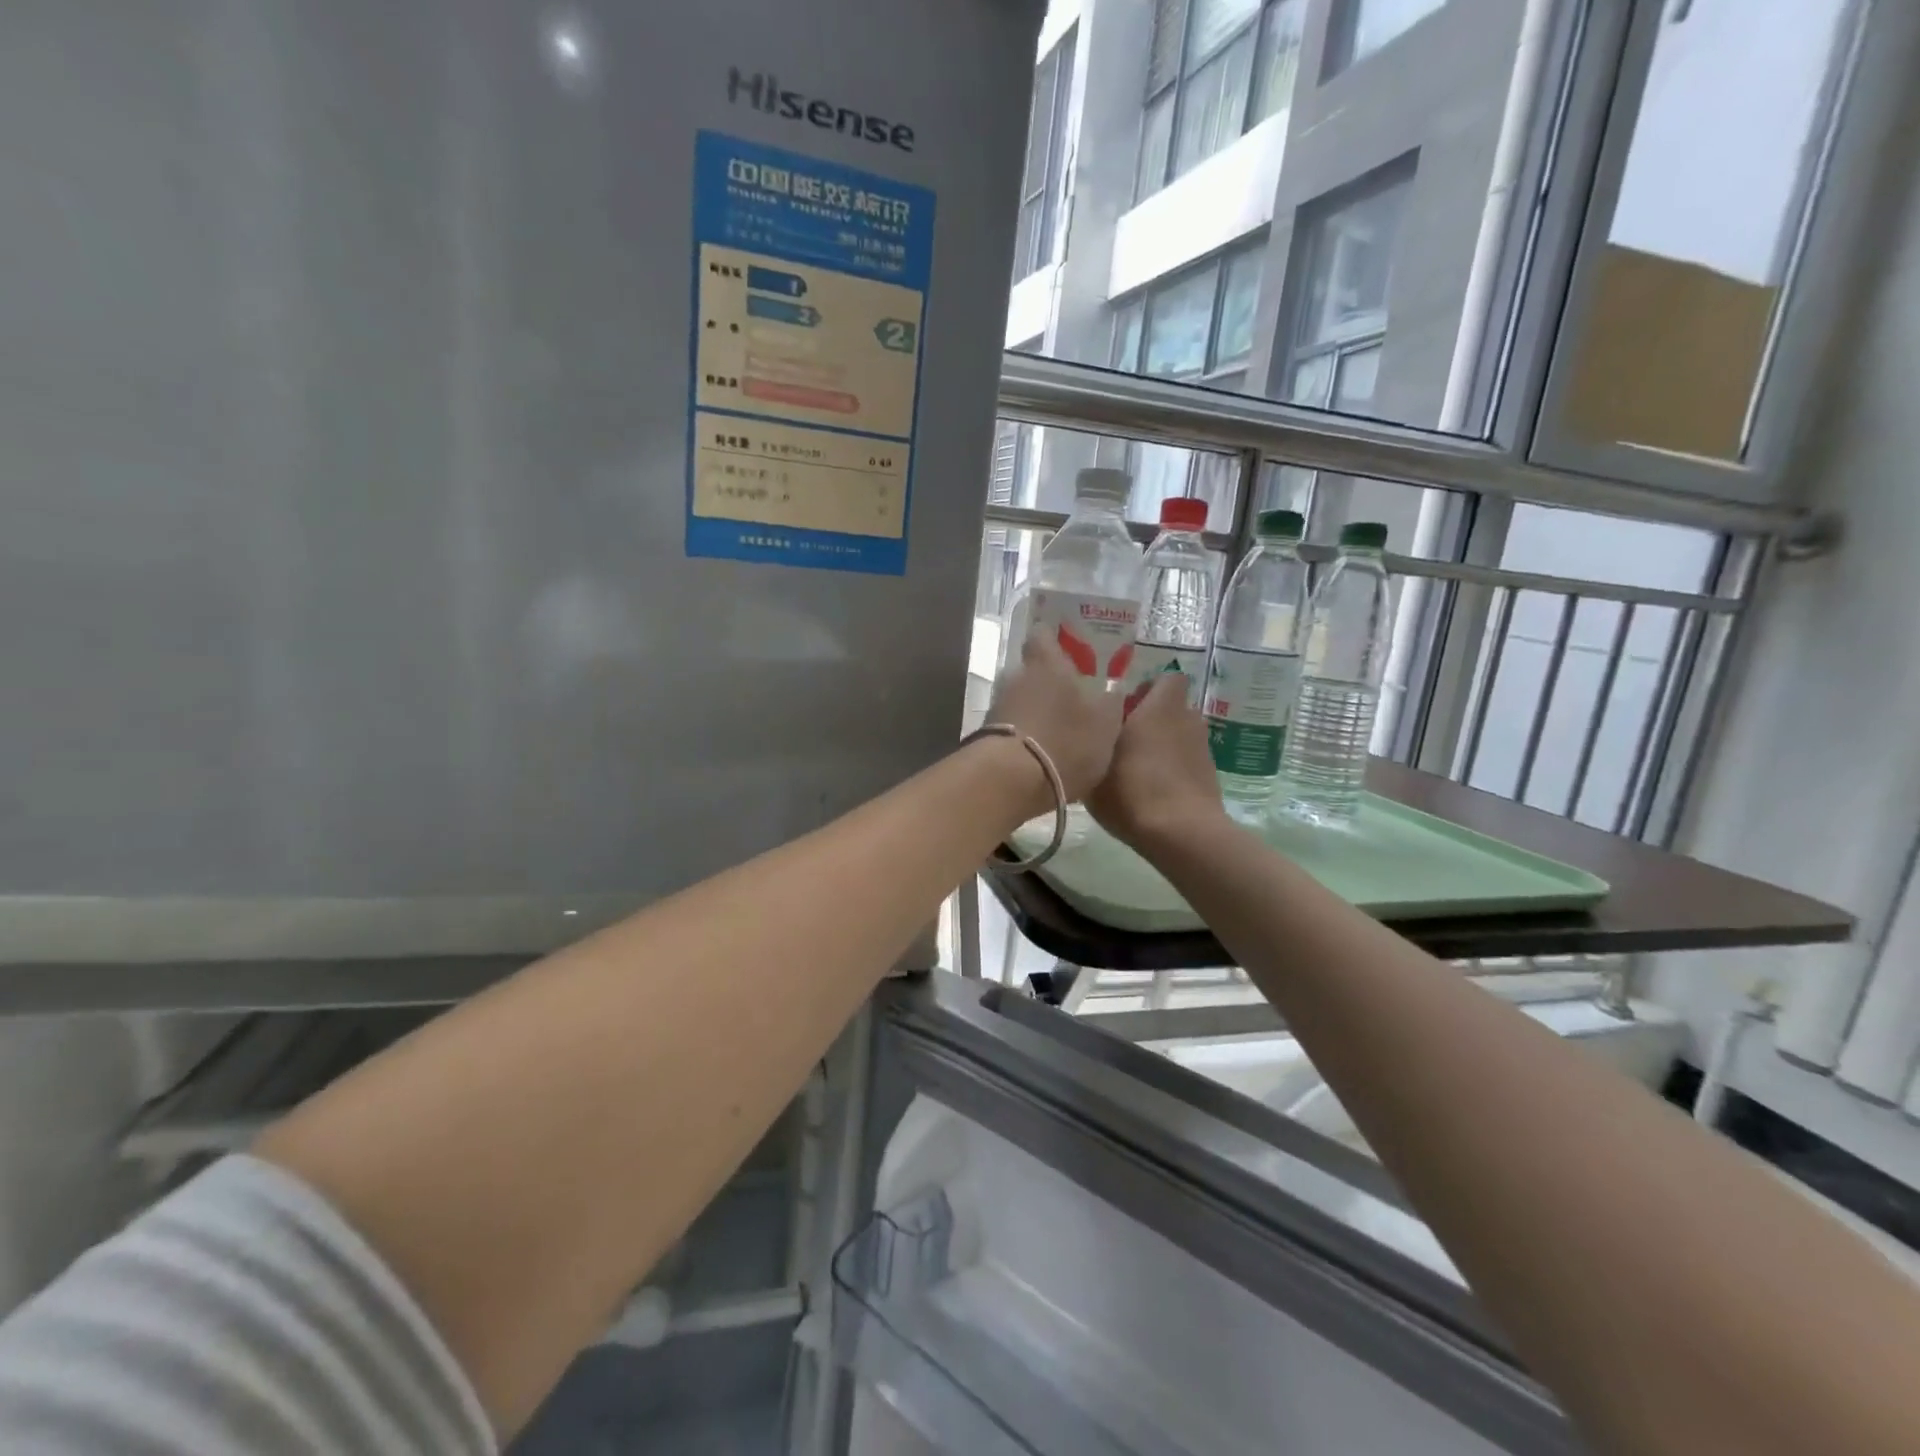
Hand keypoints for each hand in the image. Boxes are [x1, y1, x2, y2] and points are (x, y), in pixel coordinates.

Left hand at [986, 634, 1124, 802]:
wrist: (1010, 782)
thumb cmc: (1065, 741)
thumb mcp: (1105, 723)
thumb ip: (1111, 702)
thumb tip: (1114, 688)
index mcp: (1046, 664)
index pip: (1043, 634)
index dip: (1054, 638)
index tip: (1068, 646)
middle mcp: (1015, 678)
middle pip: (1031, 670)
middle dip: (1049, 681)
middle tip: (1072, 696)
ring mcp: (996, 707)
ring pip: (1020, 700)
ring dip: (1036, 711)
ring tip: (1058, 730)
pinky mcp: (986, 737)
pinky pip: (1011, 727)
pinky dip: (1025, 735)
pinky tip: (1041, 754)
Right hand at [1087, 673, 1227, 850]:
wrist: (1182, 834)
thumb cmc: (1132, 791)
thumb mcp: (1093, 768)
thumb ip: (1092, 743)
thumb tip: (1090, 732)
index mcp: (1160, 708)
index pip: (1167, 679)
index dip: (1149, 690)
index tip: (1126, 709)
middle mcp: (1187, 720)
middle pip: (1171, 709)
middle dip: (1152, 720)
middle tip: (1124, 741)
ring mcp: (1203, 749)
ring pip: (1179, 736)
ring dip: (1163, 746)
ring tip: (1137, 770)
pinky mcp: (1210, 776)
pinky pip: (1186, 762)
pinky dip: (1173, 770)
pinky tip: (1153, 792)